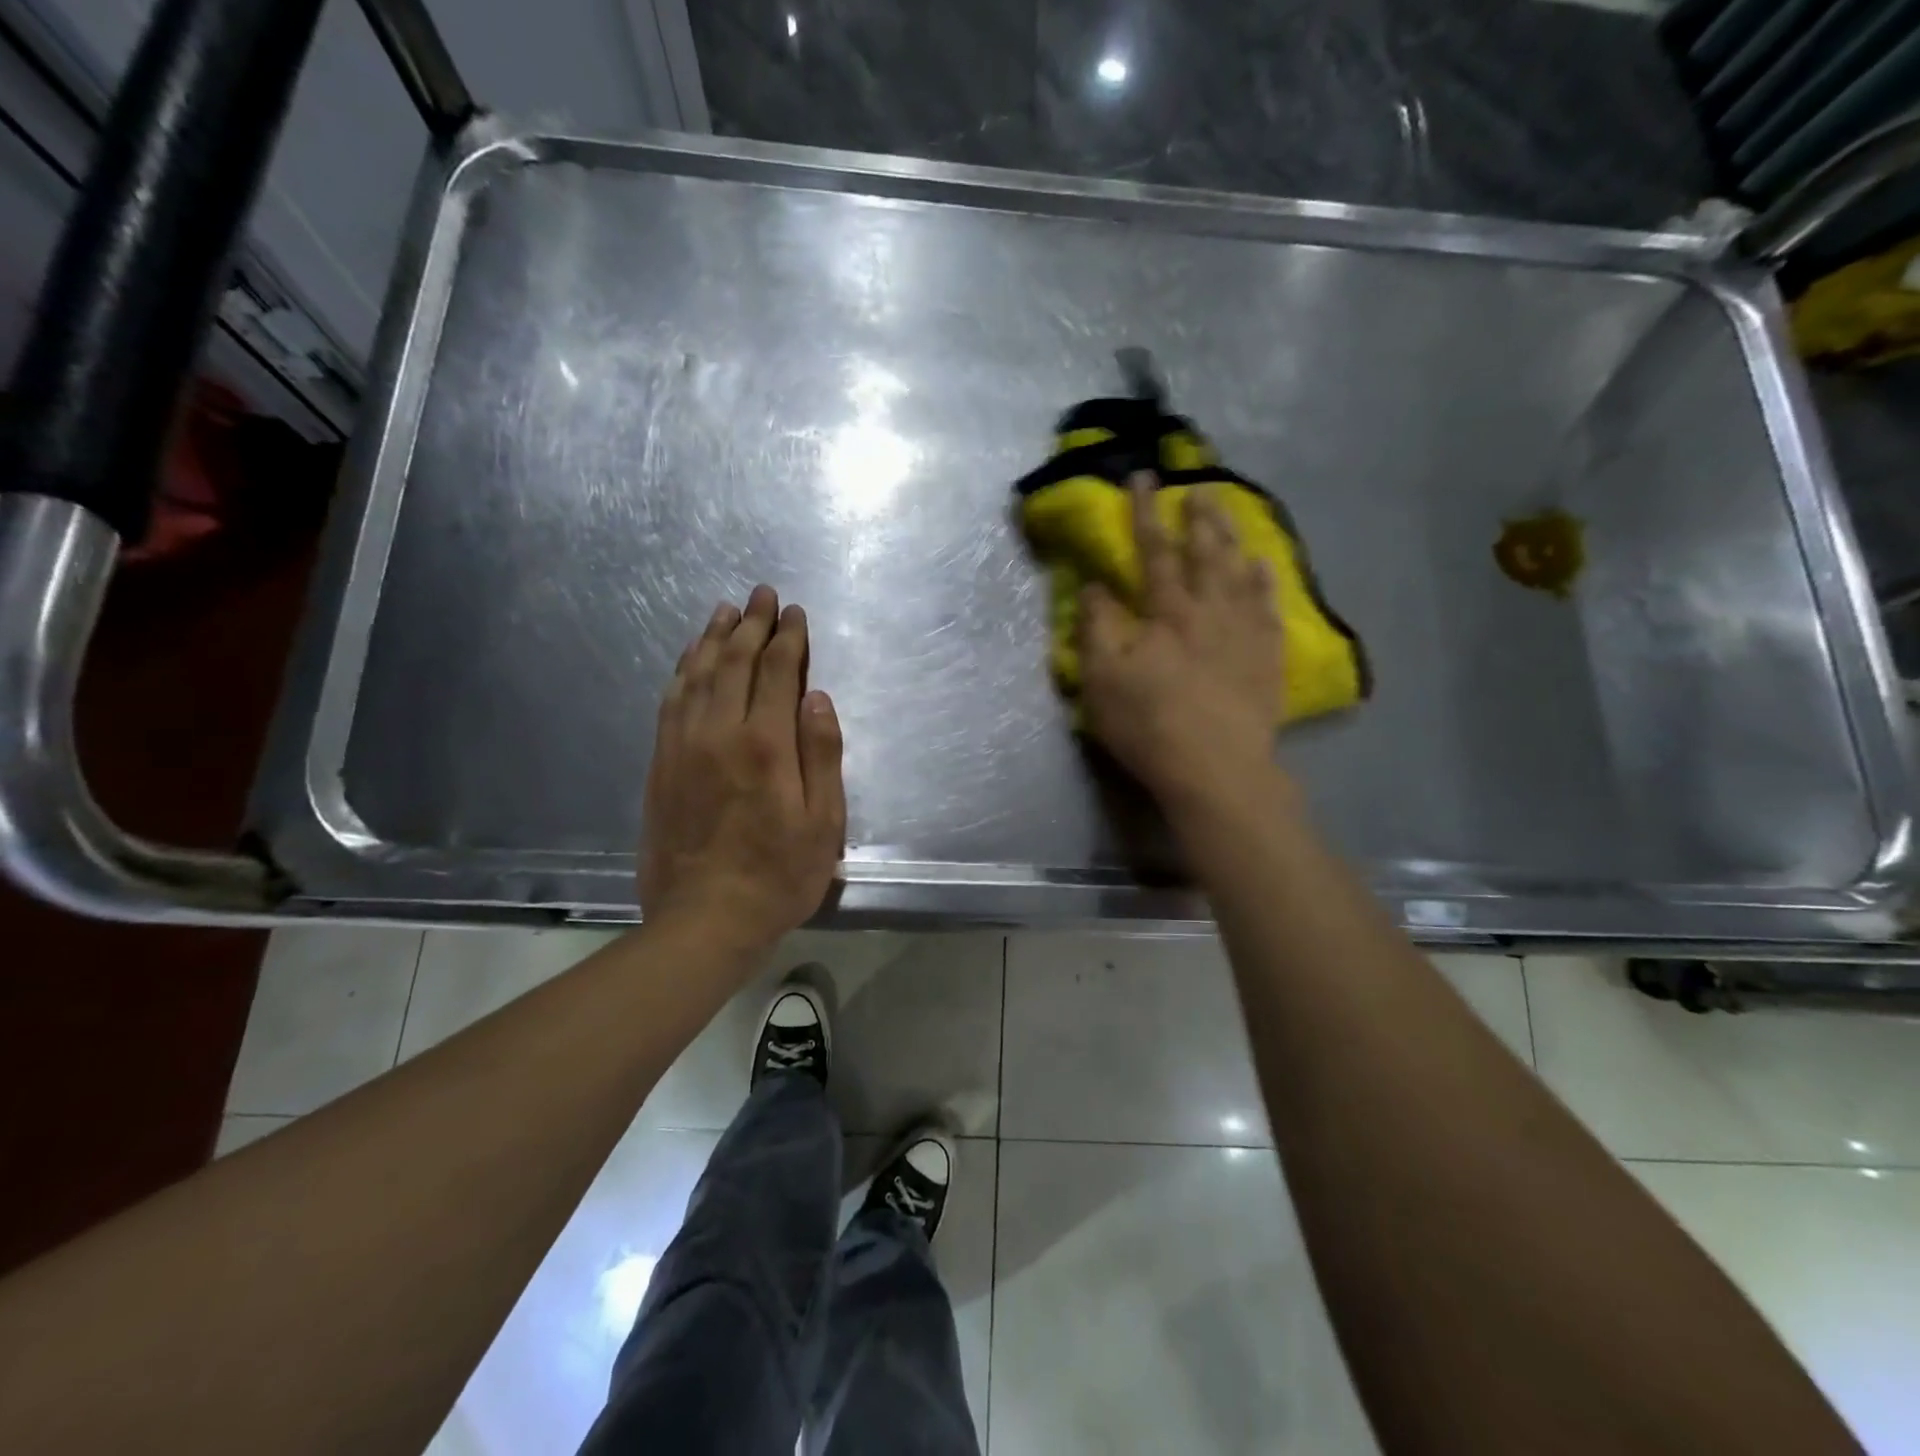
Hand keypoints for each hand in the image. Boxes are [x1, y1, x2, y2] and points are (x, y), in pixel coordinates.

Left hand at [639, 585, 847, 953]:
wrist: (703, 919)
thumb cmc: (778, 875)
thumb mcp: (824, 823)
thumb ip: (822, 755)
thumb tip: (816, 697)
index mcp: (765, 745)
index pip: (776, 673)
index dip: (787, 638)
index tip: (794, 613)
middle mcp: (719, 733)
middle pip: (733, 663)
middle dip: (750, 624)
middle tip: (760, 594)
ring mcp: (682, 746)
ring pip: (695, 675)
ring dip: (711, 638)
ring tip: (724, 611)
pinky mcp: (659, 764)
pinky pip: (669, 702)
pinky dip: (681, 672)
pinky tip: (687, 660)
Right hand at [1078, 473, 1287, 820]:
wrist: (1216, 769)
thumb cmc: (1149, 724)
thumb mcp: (1102, 679)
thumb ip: (1096, 628)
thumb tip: (1095, 586)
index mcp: (1167, 612)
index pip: (1154, 551)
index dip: (1146, 513)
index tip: (1143, 478)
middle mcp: (1211, 610)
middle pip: (1206, 552)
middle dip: (1199, 516)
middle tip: (1199, 486)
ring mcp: (1245, 632)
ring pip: (1240, 572)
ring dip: (1232, 538)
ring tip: (1229, 513)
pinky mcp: (1268, 658)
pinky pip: (1269, 607)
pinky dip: (1265, 582)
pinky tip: (1264, 566)